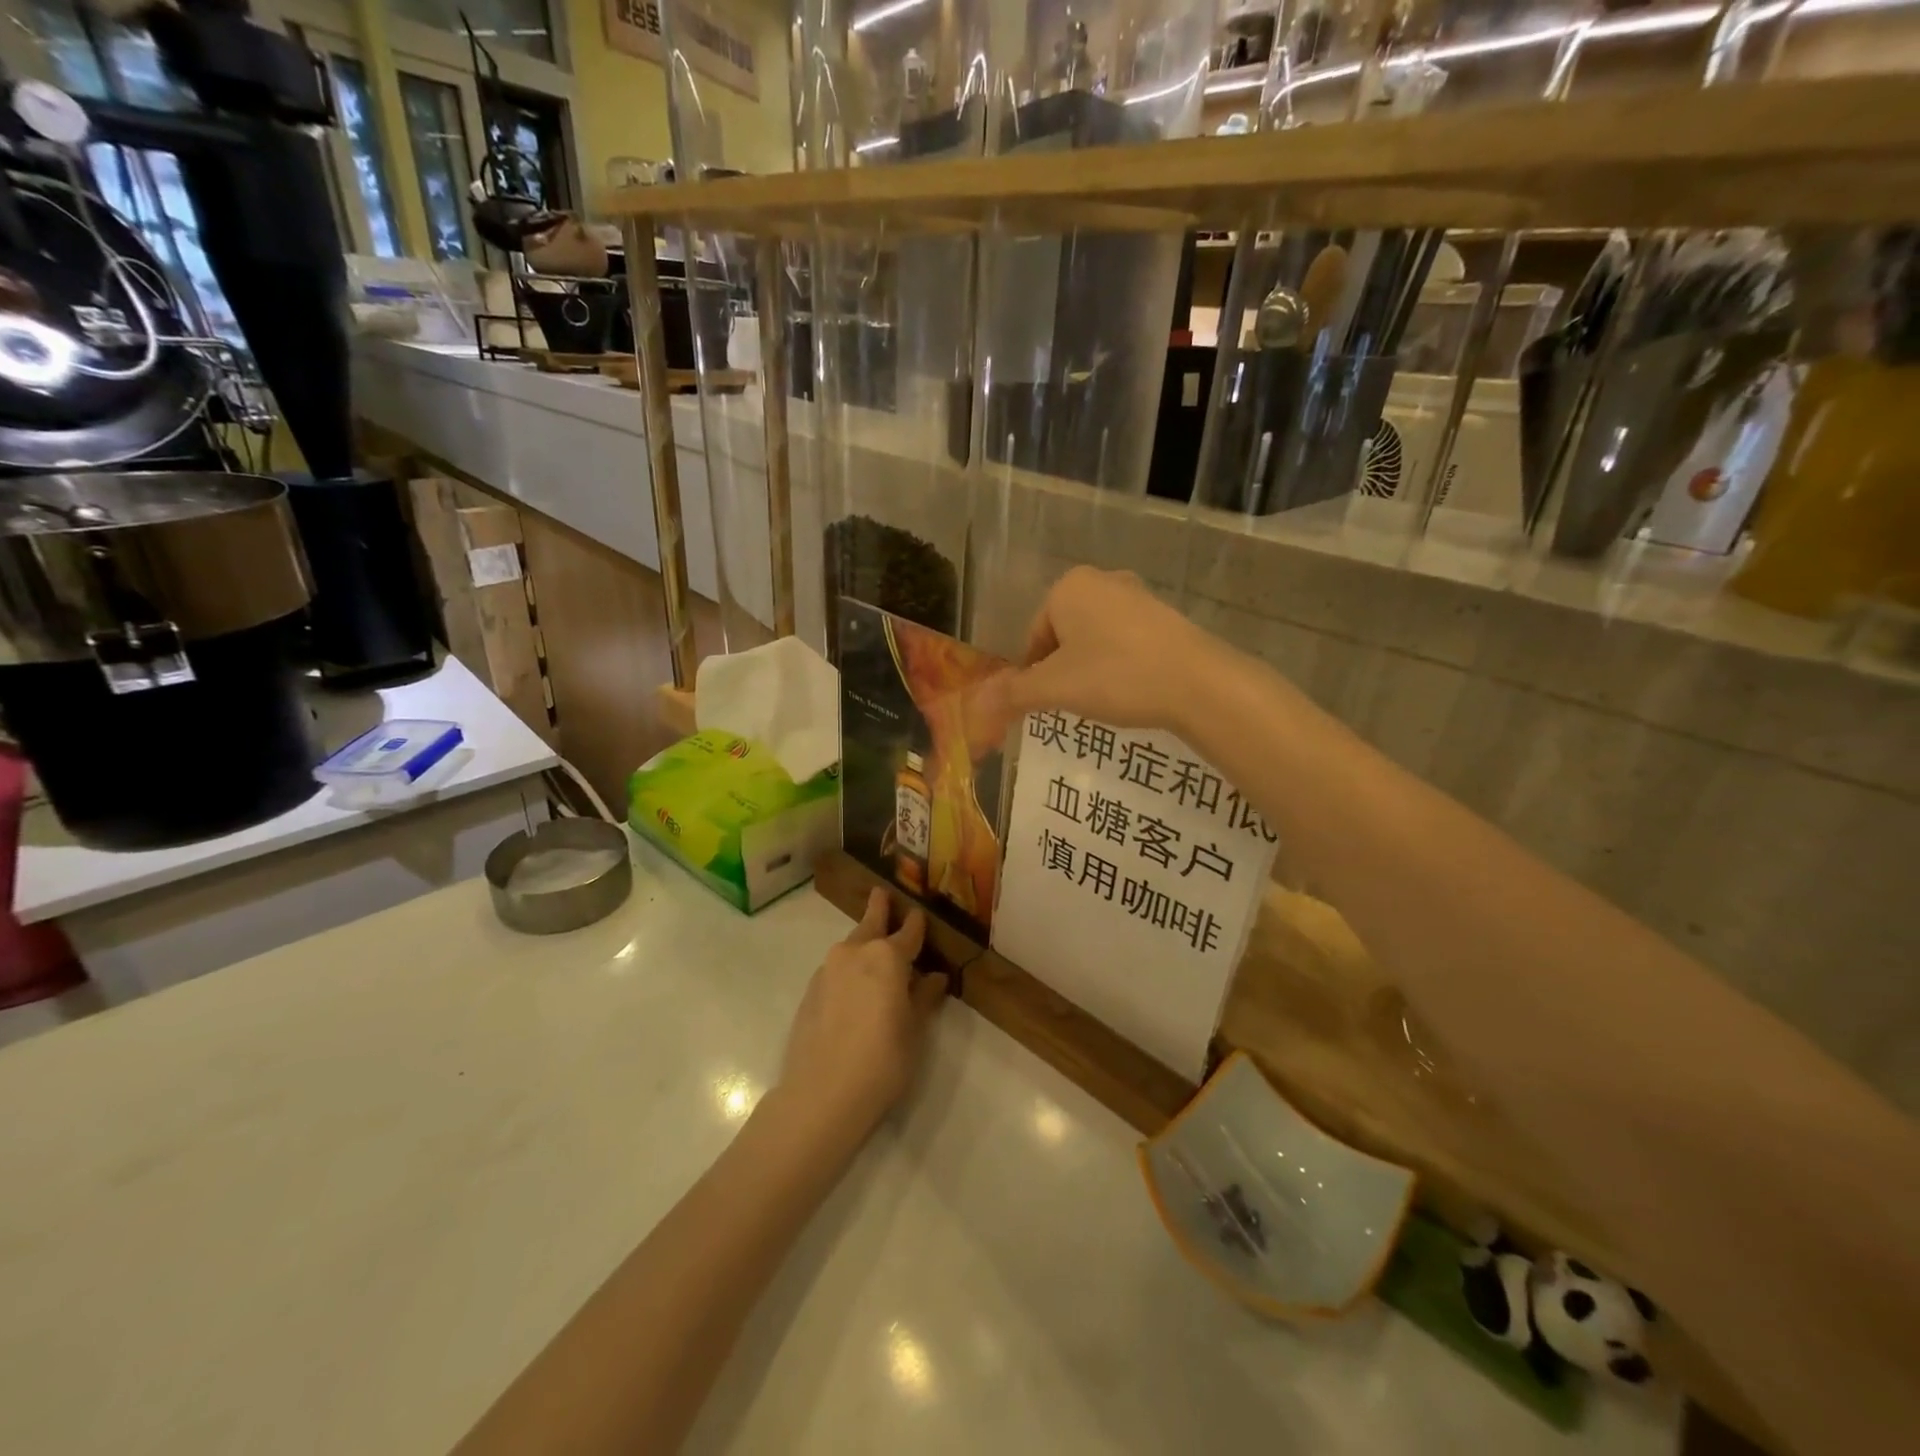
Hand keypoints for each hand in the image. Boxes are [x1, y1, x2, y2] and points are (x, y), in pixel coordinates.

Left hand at [777, 889, 945, 1140]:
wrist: (821, 1095)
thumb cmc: (882, 1061)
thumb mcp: (914, 1030)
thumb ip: (924, 998)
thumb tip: (934, 978)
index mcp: (887, 956)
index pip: (908, 931)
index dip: (916, 923)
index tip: (919, 913)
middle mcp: (855, 952)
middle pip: (870, 923)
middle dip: (879, 909)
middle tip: (881, 894)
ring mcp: (828, 970)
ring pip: (850, 945)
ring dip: (863, 941)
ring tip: (873, 947)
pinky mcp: (810, 991)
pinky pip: (836, 969)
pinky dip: (849, 967)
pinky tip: (854, 987)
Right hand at [976, 567, 1225, 740]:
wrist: (1199, 684)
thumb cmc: (1116, 676)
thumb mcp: (1056, 688)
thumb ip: (1013, 692)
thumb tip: (976, 702)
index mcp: (1068, 587)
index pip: (1033, 636)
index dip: (1032, 673)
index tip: (1044, 702)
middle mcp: (1102, 581)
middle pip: (1063, 635)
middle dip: (1062, 669)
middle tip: (1072, 702)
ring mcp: (1139, 596)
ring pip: (1095, 639)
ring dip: (1090, 668)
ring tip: (1103, 700)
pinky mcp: (1166, 616)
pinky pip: (1126, 642)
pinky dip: (1120, 665)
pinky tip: (1131, 690)